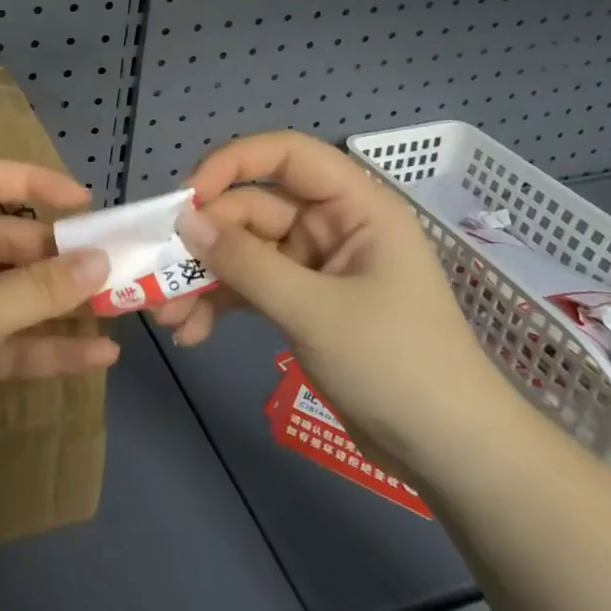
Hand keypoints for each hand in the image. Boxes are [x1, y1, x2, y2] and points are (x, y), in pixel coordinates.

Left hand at [0, 160, 115, 509]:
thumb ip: (39, 287)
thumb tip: (101, 261)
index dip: (33, 184)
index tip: (85, 205)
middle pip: (1, 243)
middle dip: (56, 257)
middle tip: (114, 269)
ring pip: (6, 296)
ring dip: (56, 305)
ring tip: (116, 311)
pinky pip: (1, 342)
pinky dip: (42, 348)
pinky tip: (95, 360)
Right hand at [167, 131, 519, 470]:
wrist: (451, 454)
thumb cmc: (397, 365)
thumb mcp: (314, 310)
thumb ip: (246, 262)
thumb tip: (184, 220)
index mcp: (355, 206)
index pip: (285, 156)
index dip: (231, 164)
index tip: (185, 199)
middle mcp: (332, 225)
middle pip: (252, 209)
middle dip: (205, 244)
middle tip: (160, 277)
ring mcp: (315, 265)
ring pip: (243, 251)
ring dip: (204, 279)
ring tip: (169, 317)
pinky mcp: (302, 301)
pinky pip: (249, 286)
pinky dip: (220, 304)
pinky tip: (192, 333)